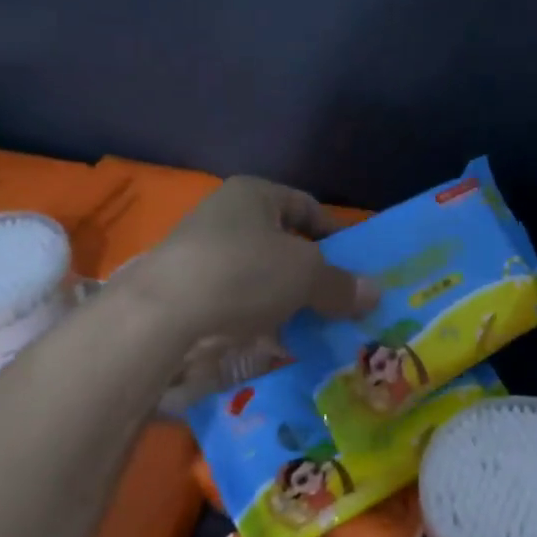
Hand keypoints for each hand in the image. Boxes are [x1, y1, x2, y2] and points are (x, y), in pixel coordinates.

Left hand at [123, 176, 377, 388]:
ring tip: (310, 325)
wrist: (162, 316)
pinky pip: (235, 302)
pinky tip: (274, 341)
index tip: (353, 265)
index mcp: (254, 194)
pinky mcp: (185, 292)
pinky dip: (256, 319)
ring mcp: (200, 254)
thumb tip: (375, 293)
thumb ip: (341, 284)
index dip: (334, 233)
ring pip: (259, 276)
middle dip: (310, 273)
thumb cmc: (244, 272)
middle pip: (282, 243)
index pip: (306, 206)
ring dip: (285, 300)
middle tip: (336, 300)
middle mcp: (224, 216)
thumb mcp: (306, 275)